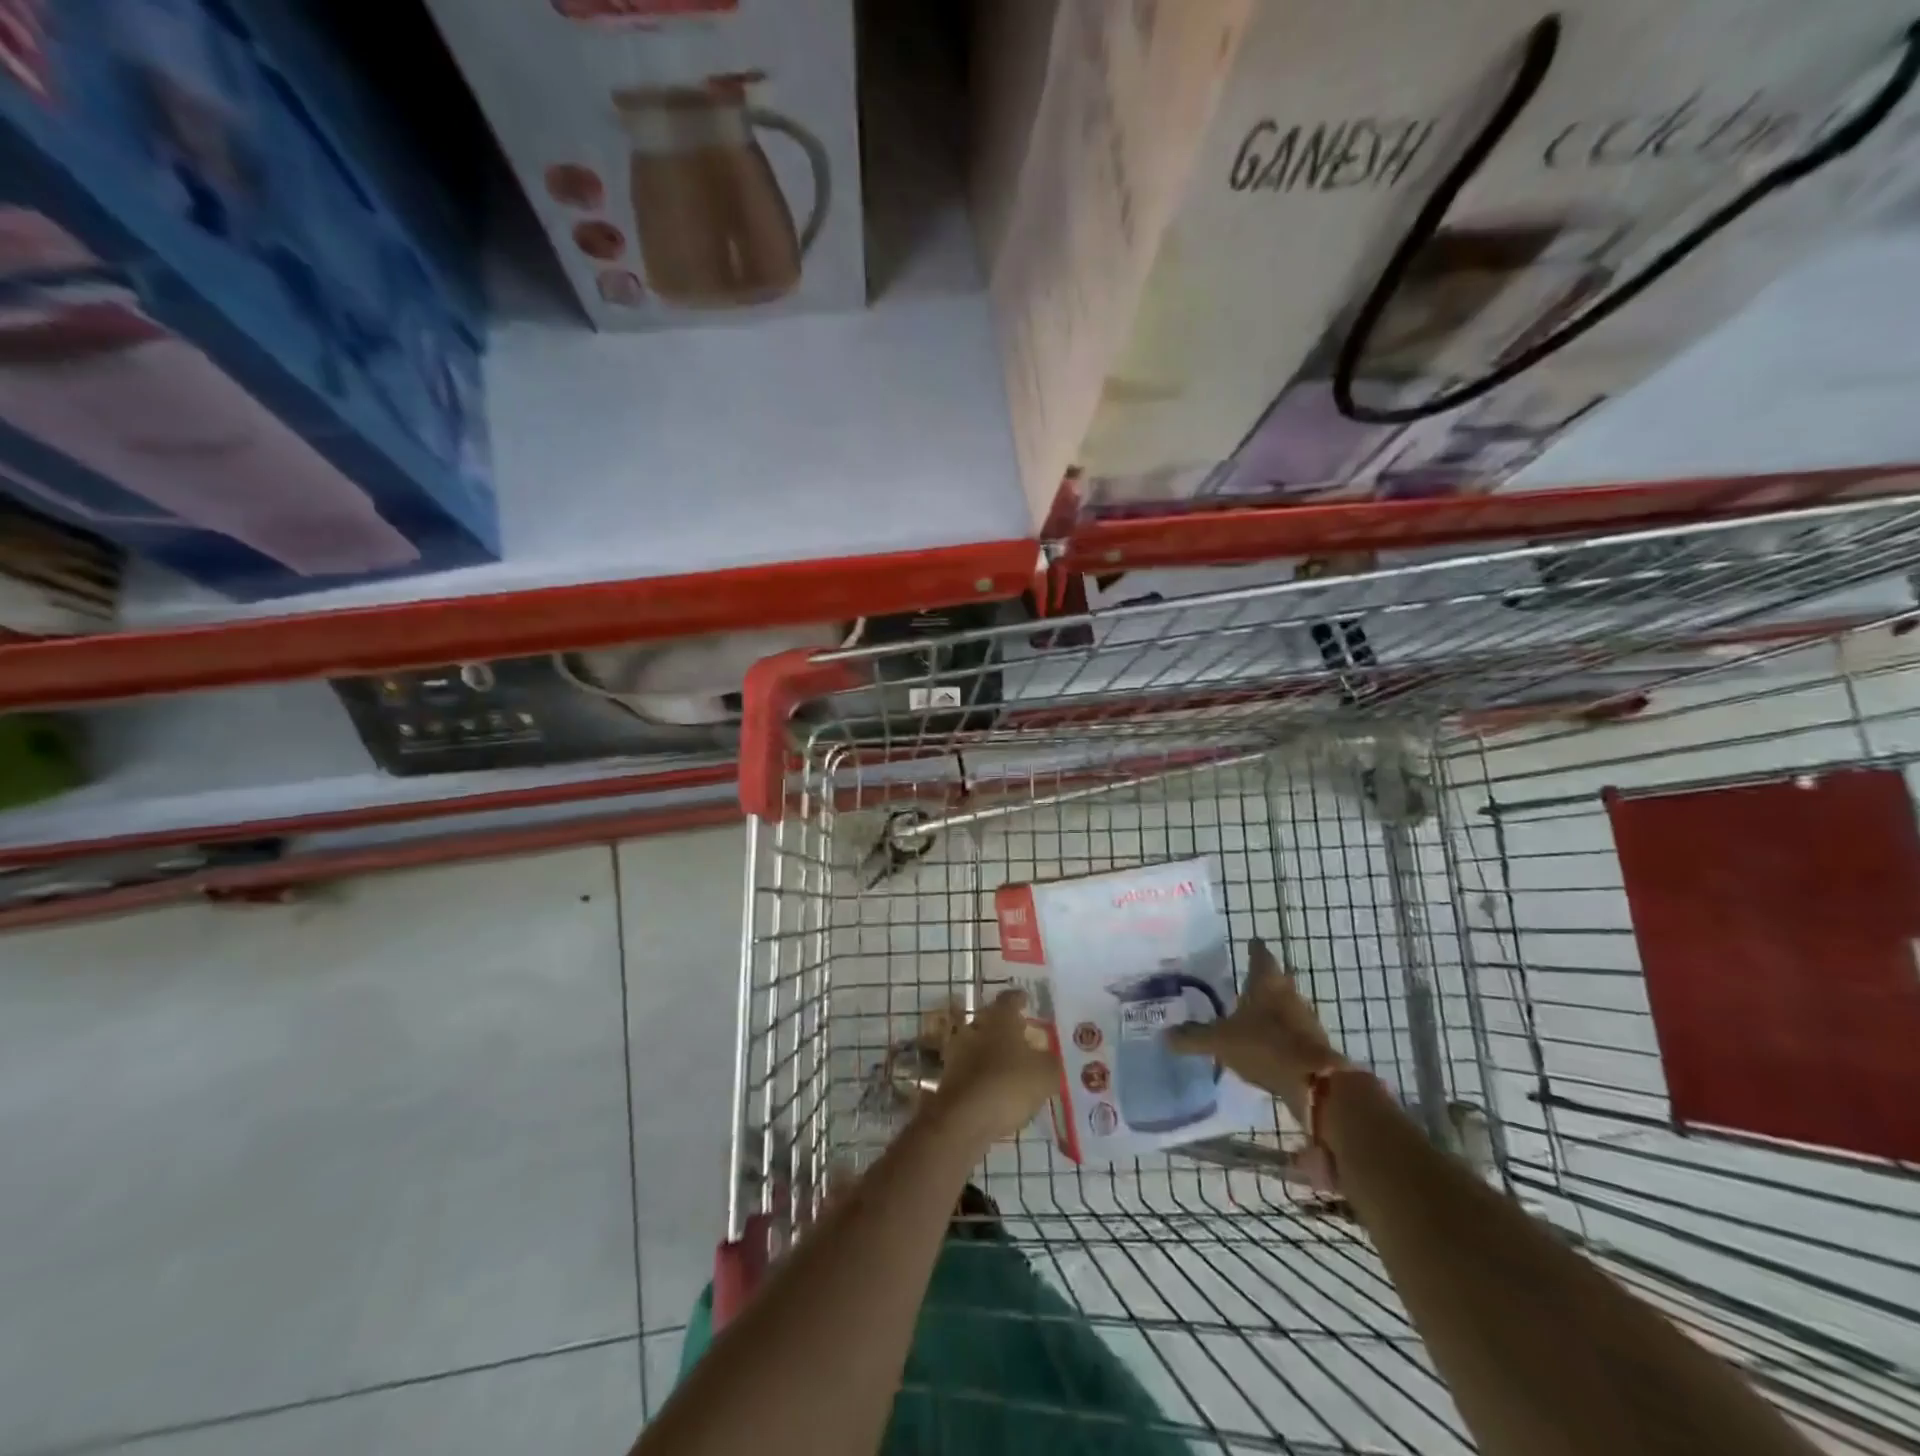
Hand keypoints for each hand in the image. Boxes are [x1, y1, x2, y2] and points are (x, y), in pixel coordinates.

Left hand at [927, 988, 1057, 1147]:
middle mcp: (976, 1026)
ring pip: (979, 1043)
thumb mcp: (1045, 1074)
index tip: (1026, 1000)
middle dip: (1006, 1026)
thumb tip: (1049, 1059)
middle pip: (991, 1019)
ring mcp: (959, 1051)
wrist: (963, 1118)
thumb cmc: (1009, 1084)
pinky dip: (983, 1073)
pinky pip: (971, 1068)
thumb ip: (1051, 1062)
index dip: (1020, 999)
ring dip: (993, 1051)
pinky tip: (997, 1087)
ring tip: (1011, 1064)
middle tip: (1023, 1034)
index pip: (1010, 999)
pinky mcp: (950, 1076)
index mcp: (1000, 1018)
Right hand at [1166, 939, 1339, 1122]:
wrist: (1314, 1084)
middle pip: (1276, 978)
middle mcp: (1288, 993)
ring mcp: (1305, 1018)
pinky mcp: (1314, 1044)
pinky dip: (1280, 1032)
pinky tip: (1265, 1044)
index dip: (1253, 949)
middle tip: (1243, 981)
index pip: (1260, 954)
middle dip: (1261, 979)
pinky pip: (1292, 1030)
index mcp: (1266, 982)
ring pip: (1286, 1004)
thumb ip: (1193, 1037)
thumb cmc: (1264, 1046)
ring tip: (1251, 1015)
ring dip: (1272, 1007)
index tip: (1248, 944)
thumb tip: (1165, 1035)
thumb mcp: (1220, 1041)